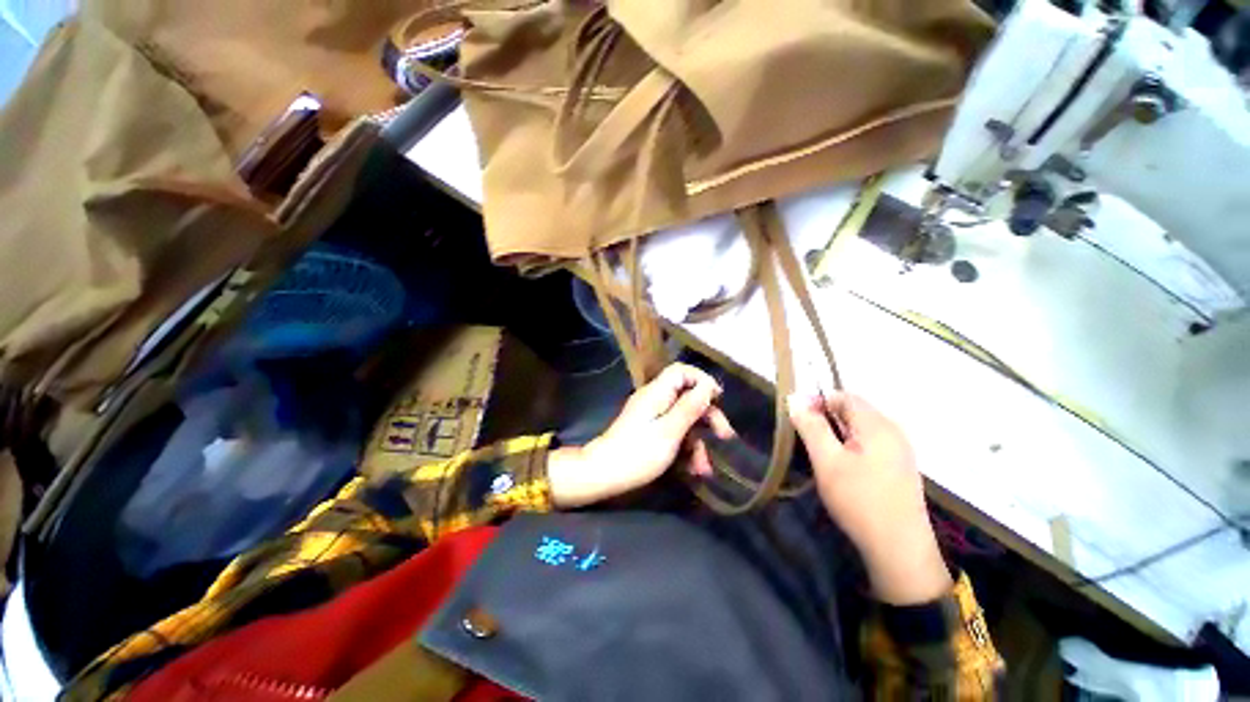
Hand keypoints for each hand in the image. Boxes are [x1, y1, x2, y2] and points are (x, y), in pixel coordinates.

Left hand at [548, 364, 733, 507]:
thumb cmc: (637, 453)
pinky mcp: (649, 437)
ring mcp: (651, 420)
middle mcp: (654, 402)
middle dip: (708, 418)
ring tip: (705, 469)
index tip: (719, 400)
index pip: (682, 372)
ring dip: (699, 443)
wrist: (602, 476)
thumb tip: (708, 386)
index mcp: (657, 394)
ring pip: (684, 422)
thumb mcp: (669, 431)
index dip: (703, 381)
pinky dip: (686, 451)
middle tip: (724, 437)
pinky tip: (693, 471)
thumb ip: (690, 407)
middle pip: (687, 398)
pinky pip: (674, 436)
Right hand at [788, 393, 951, 604]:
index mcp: (876, 421)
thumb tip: (796, 399)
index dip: (819, 403)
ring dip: (846, 441)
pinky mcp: (905, 469)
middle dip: (832, 424)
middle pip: (858, 413)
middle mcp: (893, 428)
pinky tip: (854, 482)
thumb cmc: (859, 500)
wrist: (898, 541)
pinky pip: (879, 450)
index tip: (798, 425)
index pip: (844, 396)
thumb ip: (812, 429)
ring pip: (868, 434)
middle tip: (812, 452)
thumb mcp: (828, 464)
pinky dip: (861, 456)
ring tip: (830, 469)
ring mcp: (903, 449)